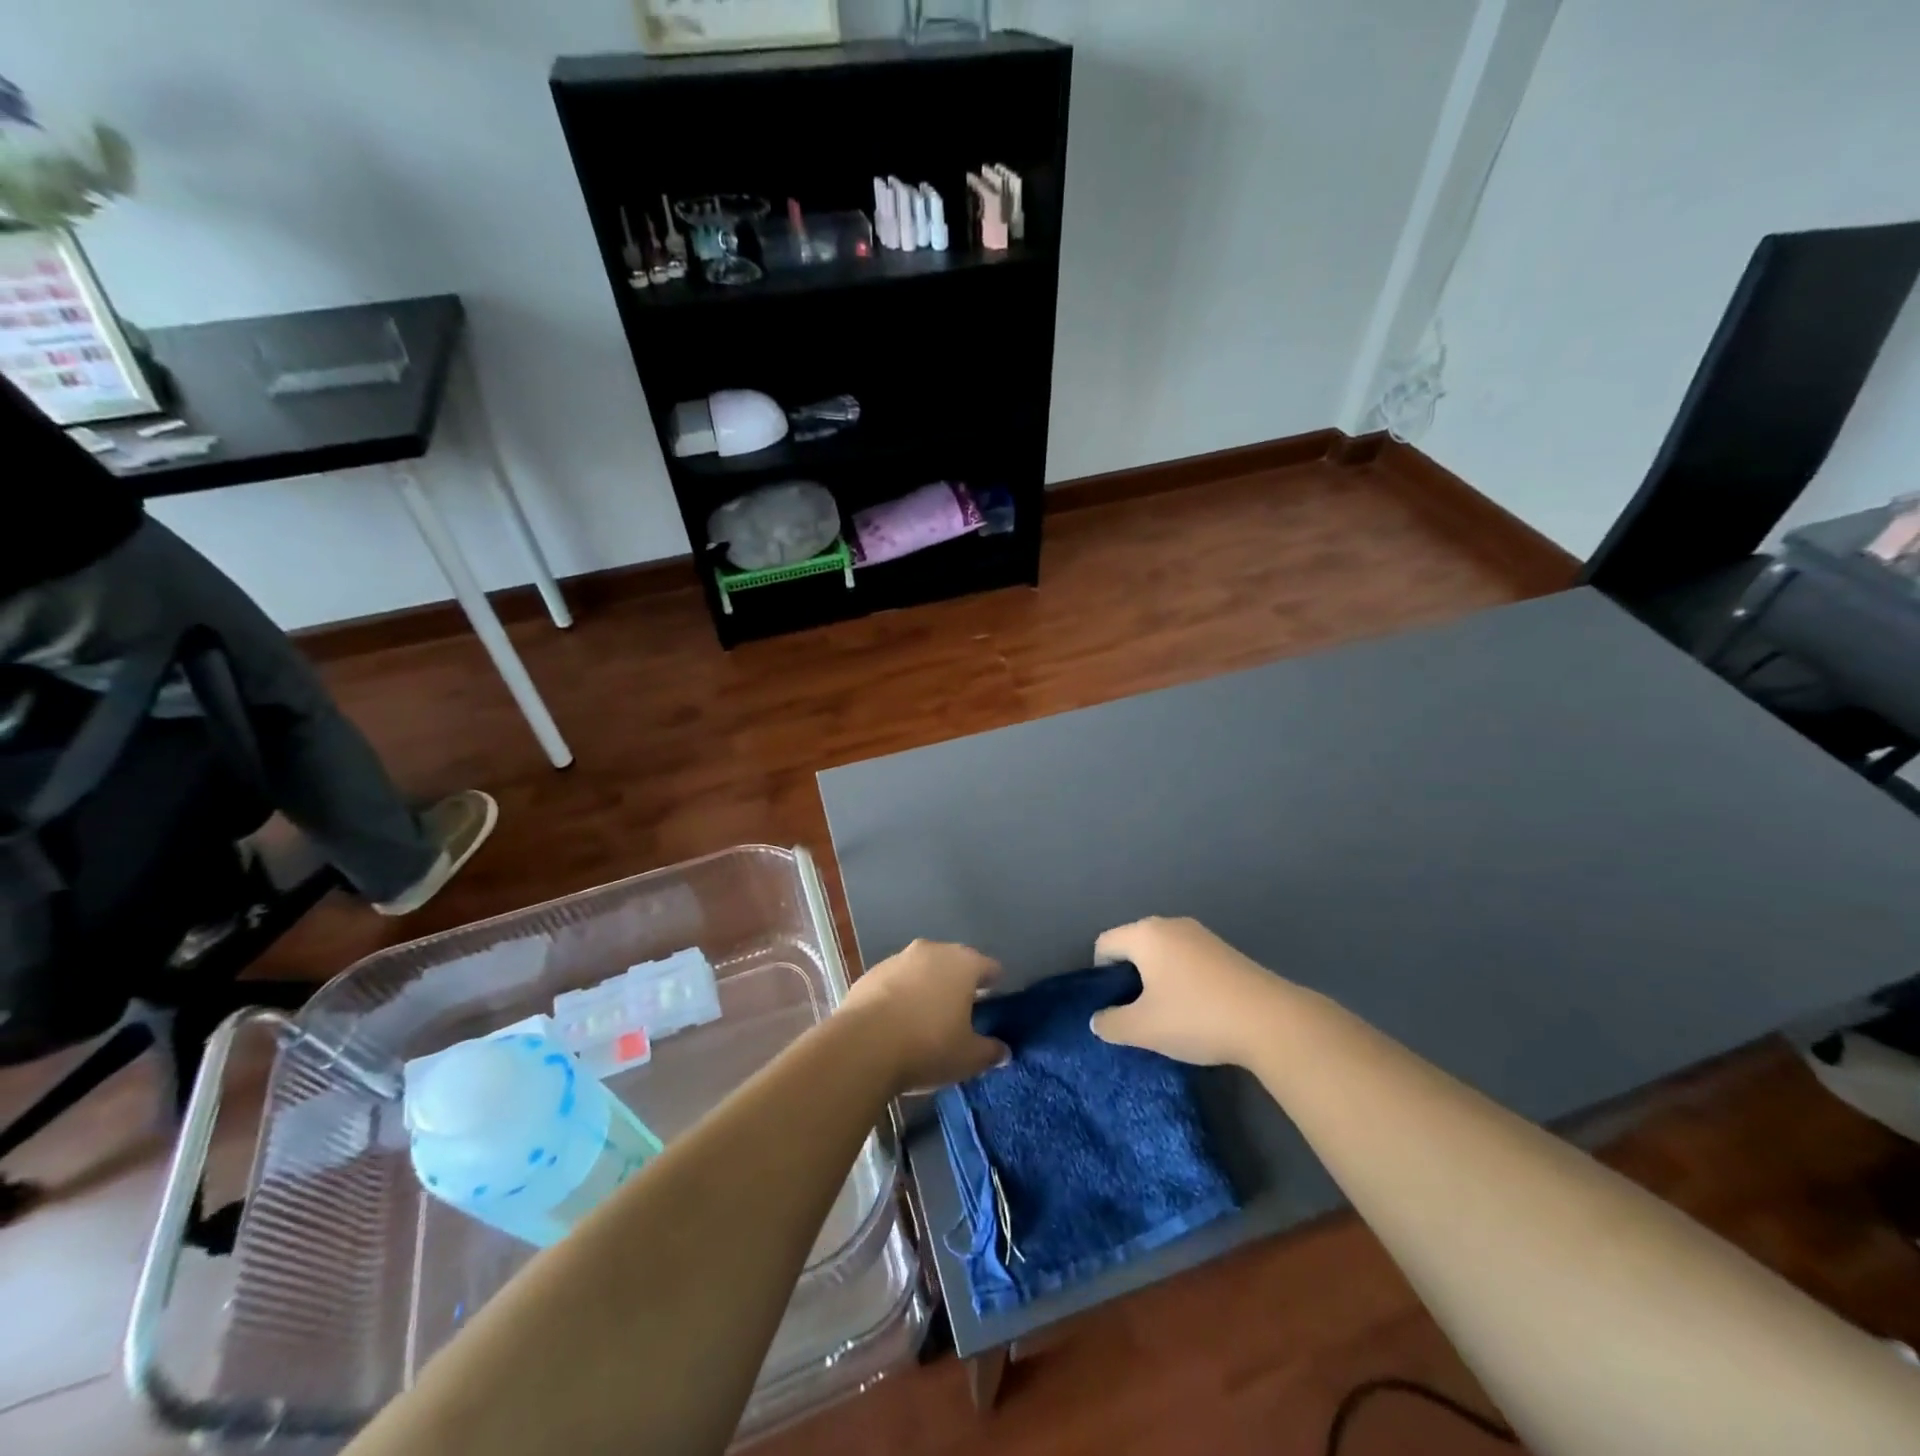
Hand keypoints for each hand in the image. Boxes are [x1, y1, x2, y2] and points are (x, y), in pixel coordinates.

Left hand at [841, 940, 1008, 1093]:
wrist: (863, 1046)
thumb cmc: (928, 1045)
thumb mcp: (968, 1058)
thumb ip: (990, 1051)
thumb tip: (1003, 1051)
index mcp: (963, 963)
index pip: (989, 966)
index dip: (995, 983)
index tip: (995, 1000)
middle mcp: (932, 950)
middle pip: (954, 962)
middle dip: (959, 982)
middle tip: (963, 1011)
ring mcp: (898, 958)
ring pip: (922, 969)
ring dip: (928, 986)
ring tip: (928, 1016)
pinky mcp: (870, 973)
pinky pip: (896, 981)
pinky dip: (901, 994)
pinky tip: (898, 1020)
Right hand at [1091, 917, 1280, 1066]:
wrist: (1270, 1021)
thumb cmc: (1196, 1017)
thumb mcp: (1144, 1029)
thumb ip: (1111, 1023)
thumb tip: (1098, 1020)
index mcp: (1145, 934)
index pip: (1105, 944)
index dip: (1100, 975)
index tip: (1113, 1006)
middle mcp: (1170, 924)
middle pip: (1134, 944)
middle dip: (1129, 977)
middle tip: (1137, 1013)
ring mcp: (1201, 935)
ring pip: (1162, 952)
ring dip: (1156, 979)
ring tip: (1168, 1014)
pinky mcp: (1225, 950)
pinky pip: (1187, 958)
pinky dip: (1181, 978)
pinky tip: (1196, 1008)